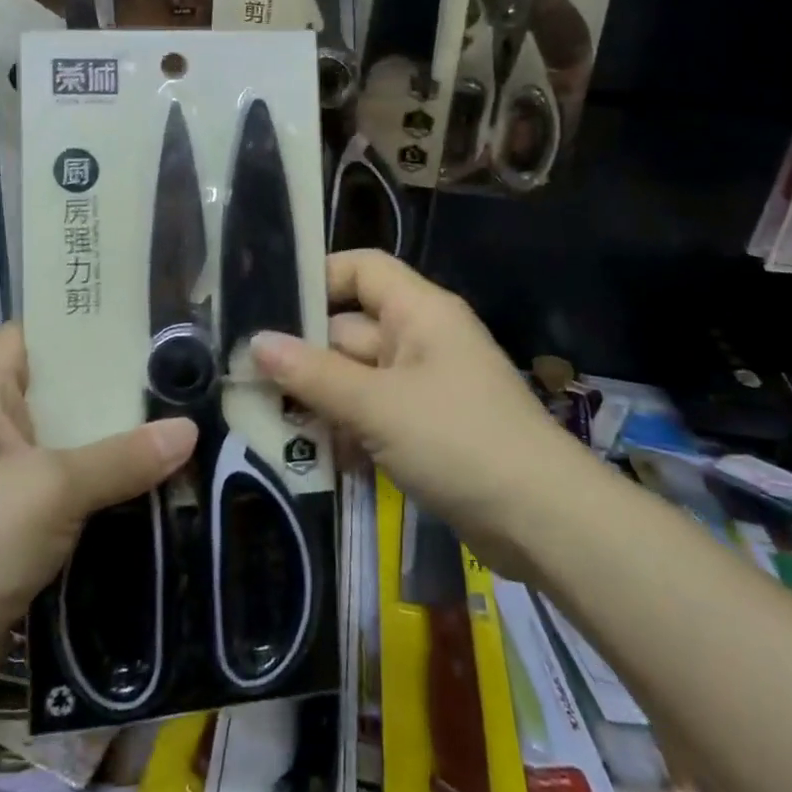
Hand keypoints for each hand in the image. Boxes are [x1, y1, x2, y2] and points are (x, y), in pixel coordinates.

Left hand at [0, 323, 196, 696]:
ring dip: (111, 442)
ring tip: (175, 421)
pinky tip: (149, 484)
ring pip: (64, 446)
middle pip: (55, 392)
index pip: (27, 336)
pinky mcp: (10, 531)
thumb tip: (189, 430)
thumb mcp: (52, 487)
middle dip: (110, 386)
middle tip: (173, 372)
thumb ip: (122, 457)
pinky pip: (64, 493)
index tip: (133, 320)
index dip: (74, 323)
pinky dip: (100, 489)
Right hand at [250, 250, 573, 580]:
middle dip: (304, 354)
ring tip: (267, 420)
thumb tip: (257, 342)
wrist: (543, 522)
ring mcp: (424, 386)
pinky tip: (314, 457)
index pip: (362, 268)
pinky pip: (373, 414)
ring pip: (357, 377)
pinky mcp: (426, 429)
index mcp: (419, 312)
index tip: (268, 306)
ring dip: (320, 399)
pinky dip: (346, 430)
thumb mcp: (377, 406)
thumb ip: (313, 374)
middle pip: (350, 328)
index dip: (318, 277)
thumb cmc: (458, 441)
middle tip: (247, 376)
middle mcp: (421, 339)